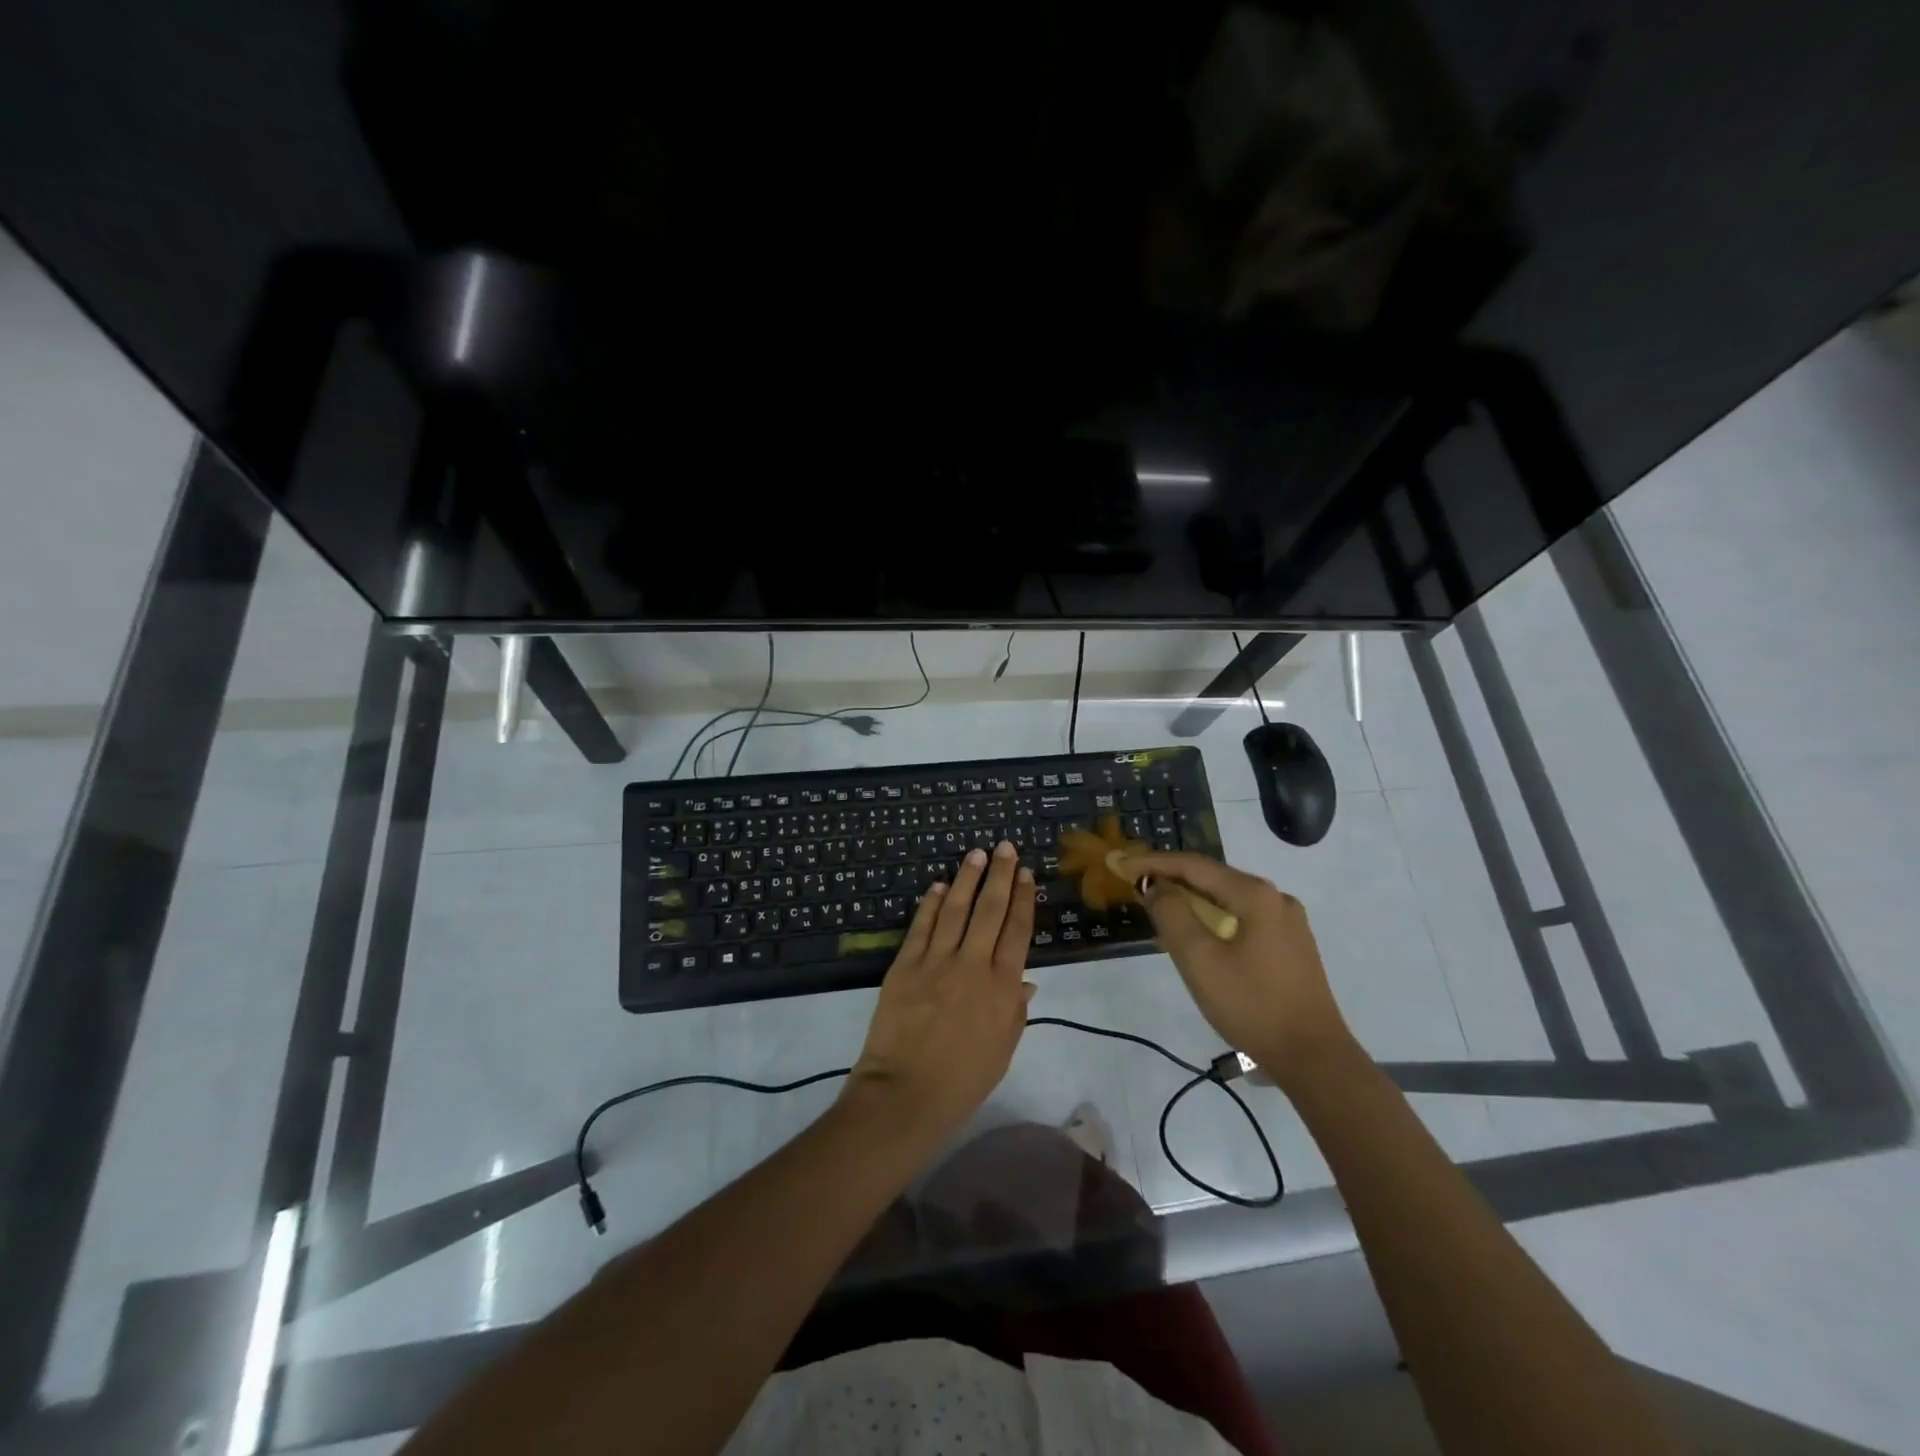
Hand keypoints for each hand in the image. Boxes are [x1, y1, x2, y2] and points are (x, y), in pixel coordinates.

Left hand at [845, 841, 1035, 1142]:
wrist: (905, 1094)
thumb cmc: (962, 1081)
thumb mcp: (1002, 1051)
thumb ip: (1015, 1012)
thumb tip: (1026, 980)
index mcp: (1002, 988)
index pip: (1017, 932)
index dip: (1024, 900)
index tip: (1027, 875)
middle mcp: (973, 965)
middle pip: (990, 911)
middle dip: (1001, 876)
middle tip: (1006, 847)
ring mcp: (936, 962)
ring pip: (956, 909)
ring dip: (967, 878)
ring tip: (976, 854)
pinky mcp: (905, 965)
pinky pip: (921, 927)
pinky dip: (930, 904)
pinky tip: (937, 885)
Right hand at [1114, 851, 1353, 1084]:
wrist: (1313, 1058)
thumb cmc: (1251, 1005)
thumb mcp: (1199, 960)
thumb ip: (1172, 915)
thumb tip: (1156, 887)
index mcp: (1255, 895)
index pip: (1194, 865)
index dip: (1154, 863)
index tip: (1122, 865)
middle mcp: (1275, 898)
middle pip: (1213, 878)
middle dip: (1172, 878)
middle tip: (1136, 884)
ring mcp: (1288, 922)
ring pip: (1228, 899)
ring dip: (1191, 900)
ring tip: (1159, 908)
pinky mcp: (1291, 946)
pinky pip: (1242, 918)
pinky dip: (1213, 918)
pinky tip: (1197, 934)